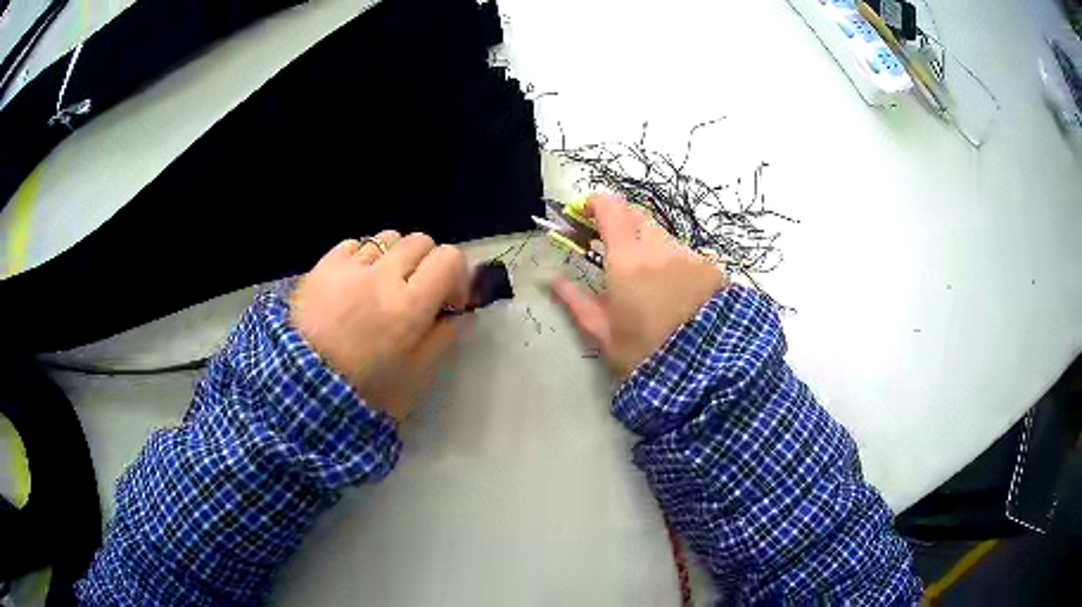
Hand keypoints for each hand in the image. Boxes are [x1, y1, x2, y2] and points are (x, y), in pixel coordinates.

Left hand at [290, 232, 467, 421]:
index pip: (449, 258)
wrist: (304, 389)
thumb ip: (442, 338)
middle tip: (415, 292)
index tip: (447, 300)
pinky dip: (362, 258)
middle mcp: (381, 276)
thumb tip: (459, 312)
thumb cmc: (366, 390)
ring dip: (394, 257)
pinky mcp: (323, 265)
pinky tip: (354, 282)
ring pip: (388, 237)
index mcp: (408, 307)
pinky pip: (354, 244)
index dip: (456, 274)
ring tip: (381, 285)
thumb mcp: (416, 376)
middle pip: (420, 241)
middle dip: (426, 264)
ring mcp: (349, 267)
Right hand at [551, 194, 726, 378]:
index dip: (594, 204)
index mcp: (627, 260)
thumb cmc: (644, 353)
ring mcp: (688, 255)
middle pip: (636, 216)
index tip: (583, 216)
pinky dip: (671, 262)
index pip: (610, 208)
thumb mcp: (603, 333)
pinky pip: (683, 254)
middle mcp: (659, 247)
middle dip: (618, 223)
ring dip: (646, 245)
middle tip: (608, 246)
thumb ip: (575, 301)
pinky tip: (673, 291)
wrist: (704, 370)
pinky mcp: (709, 267)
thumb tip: (554, 280)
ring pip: (661, 236)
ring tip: (644, 278)